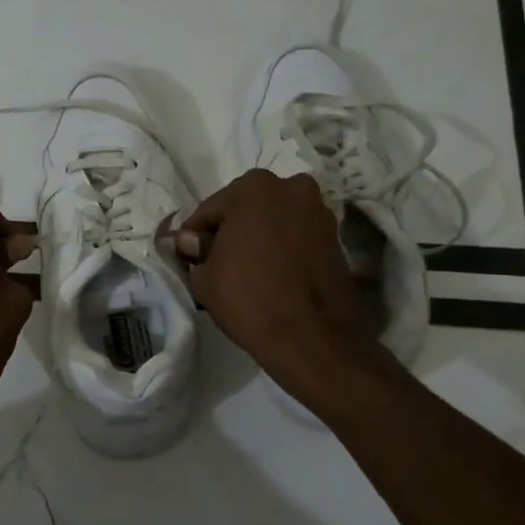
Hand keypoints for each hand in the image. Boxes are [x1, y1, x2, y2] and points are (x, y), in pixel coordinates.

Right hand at [172, 169, 386, 400]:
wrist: (311, 337)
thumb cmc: (249, 299)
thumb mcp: (204, 277)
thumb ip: (194, 251)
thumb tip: (188, 241)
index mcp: (254, 187)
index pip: (209, 210)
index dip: (195, 236)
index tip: (190, 258)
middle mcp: (291, 187)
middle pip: (246, 208)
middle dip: (231, 231)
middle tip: (218, 263)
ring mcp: (318, 211)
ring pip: (274, 220)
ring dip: (259, 237)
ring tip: (248, 270)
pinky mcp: (336, 237)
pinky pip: (296, 236)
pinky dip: (282, 248)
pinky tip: (272, 273)